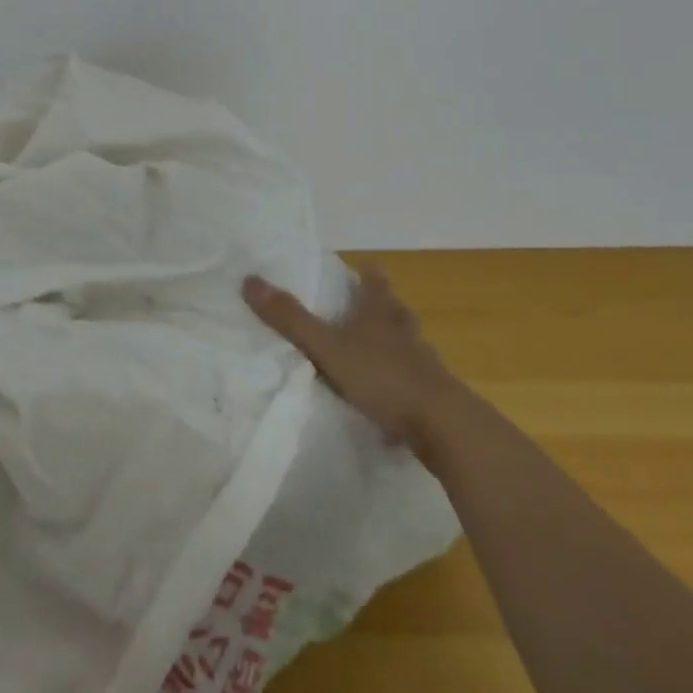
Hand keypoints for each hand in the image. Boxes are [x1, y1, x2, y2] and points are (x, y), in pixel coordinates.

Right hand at [242, 265, 460, 453]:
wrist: (443, 426)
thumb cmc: (382, 376)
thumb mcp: (326, 347)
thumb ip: (290, 318)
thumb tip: (250, 280)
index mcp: (380, 314)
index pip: (376, 284)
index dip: (370, 274)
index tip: (367, 266)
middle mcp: (405, 333)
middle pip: (397, 311)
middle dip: (386, 306)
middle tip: (373, 304)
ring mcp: (425, 365)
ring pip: (411, 344)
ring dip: (398, 342)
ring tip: (383, 348)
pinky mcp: (435, 397)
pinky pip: (417, 379)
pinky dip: (405, 378)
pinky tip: (395, 392)